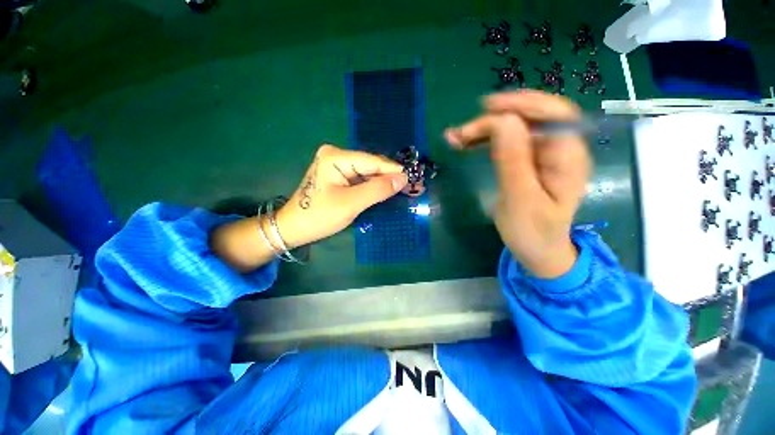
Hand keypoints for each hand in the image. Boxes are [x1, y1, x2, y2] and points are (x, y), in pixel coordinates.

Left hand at [276, 144, 407, 247]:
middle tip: (412, 187)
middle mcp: (337, 155)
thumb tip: (402, 178)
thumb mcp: (351, 204)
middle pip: (371, 166)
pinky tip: (386, 192)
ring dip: (384, 183)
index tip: (415, 178)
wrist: (294, 228)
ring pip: (368, 173)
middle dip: (391, 177)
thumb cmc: (319, 216)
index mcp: (336, 157)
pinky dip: (374, 186)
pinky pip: (361, 179)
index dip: (395, 170)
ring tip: (404, 190)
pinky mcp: (338, 175)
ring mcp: (337, 165)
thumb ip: (377, 189)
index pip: (373, 161)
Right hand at [444, 90, 591, 277]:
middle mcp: (557, 149)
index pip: (552, 114)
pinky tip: (465, 144)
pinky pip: (505, 143)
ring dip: (484, 130)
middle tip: (461, 133)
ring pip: (513, 129)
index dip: (522, 103)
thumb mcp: (521, 200)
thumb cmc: (534, 232)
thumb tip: (502, 121)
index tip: (487, 107)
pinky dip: (484, 141)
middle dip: (493, 120)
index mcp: (568, 156)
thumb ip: (513, 161)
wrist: (537, 251)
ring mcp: (540, 155)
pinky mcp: (525, 162)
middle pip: (528, 119)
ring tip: (456, 138)